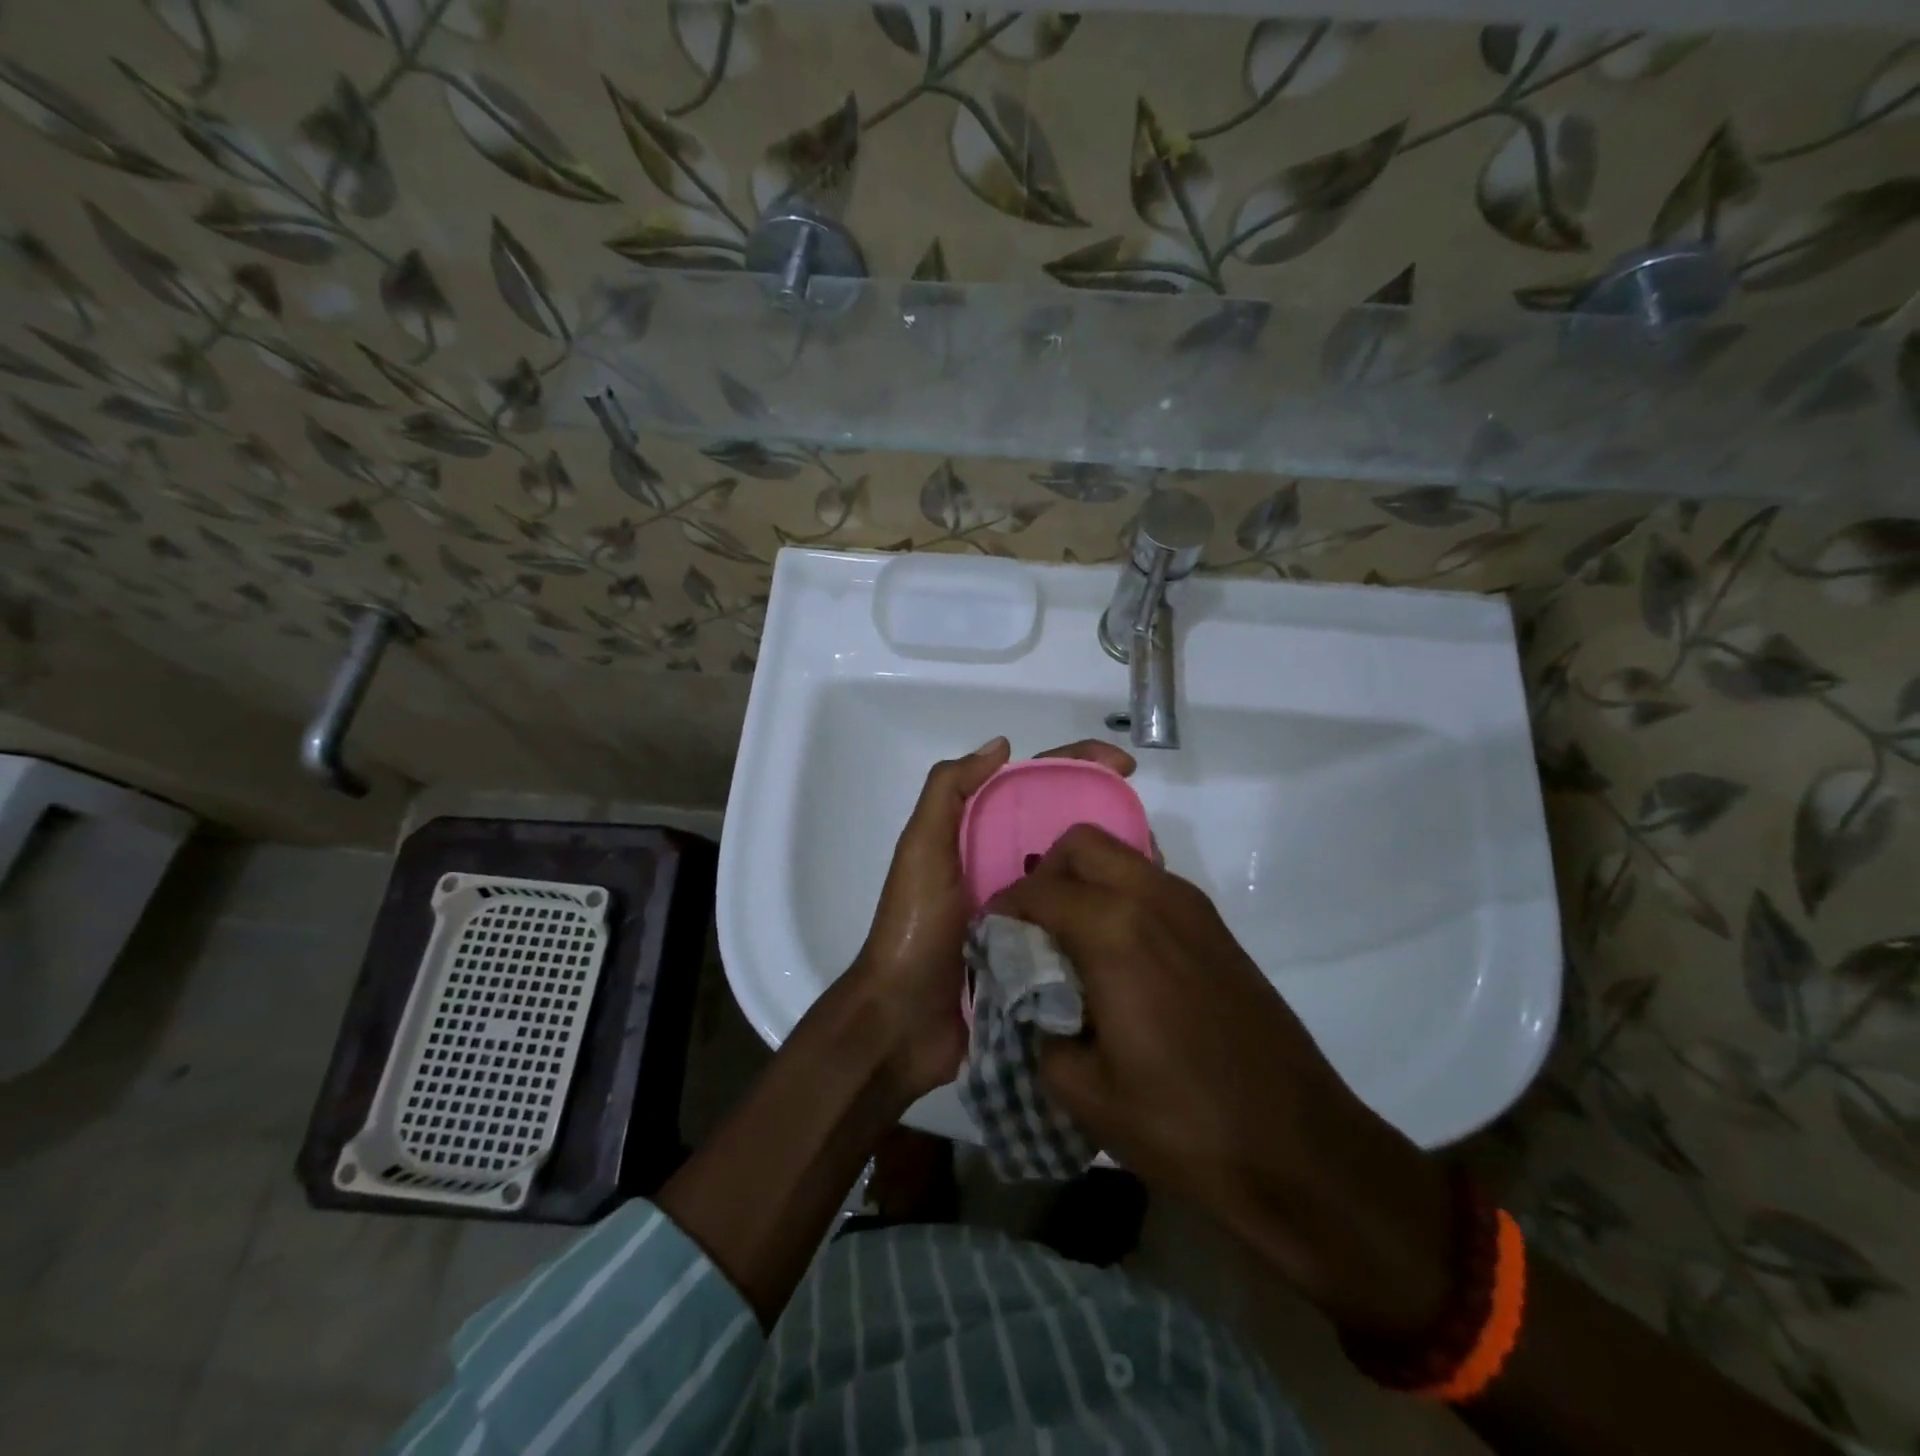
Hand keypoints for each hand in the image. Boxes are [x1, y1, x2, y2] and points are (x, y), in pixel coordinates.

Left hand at [851, 737, 1136, 1108]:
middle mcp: (1008, 867)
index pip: (1036, 787)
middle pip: (1067, 830)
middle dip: (1109, 818)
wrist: (903, 1023)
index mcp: (981, 836)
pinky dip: (1107, 914)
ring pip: (1080, 876)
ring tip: (1156, 869)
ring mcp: (1028, 913)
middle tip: (1150, 832)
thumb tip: (1002, 745)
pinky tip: (1140, 914)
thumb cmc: (914, 928)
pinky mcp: (1041, 953)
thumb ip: (948, 792)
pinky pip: (1081, 923)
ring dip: (1114, 867)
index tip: (1125, 767)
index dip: (1079, 767)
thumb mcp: (921, 850)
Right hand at [989, 825, 1452, 1338]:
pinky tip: (1118, 956)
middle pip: (1082, 844)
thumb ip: (1039, 1030)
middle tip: (1032, 929)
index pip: (1038, 889)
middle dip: (1045, 874)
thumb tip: (1031, 1002)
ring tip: (1071, 941)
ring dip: (1086, 880)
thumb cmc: (1183, 1123)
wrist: (1299, 1148)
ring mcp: (1193, 908)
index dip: (1003, 910)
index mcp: (1114, 930)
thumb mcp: (1084, 1091)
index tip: (991, 940)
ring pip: (1121, 856)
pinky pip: (1153, 882)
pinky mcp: (1217, 928)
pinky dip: (1121, 895)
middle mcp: (1154, 898)